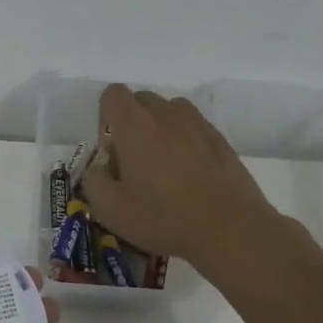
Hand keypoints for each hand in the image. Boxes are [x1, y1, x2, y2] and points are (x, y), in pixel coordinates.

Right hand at [78, 85, 282, 281]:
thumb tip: (102, 167)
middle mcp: (165, 114)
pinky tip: (189, 175)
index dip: (105, 118)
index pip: (113, 94)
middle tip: (134, 163)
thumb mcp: (110, 209)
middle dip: (131, 123)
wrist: (229, 228)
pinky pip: (192, 127)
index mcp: (134, 125)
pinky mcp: (219, 138)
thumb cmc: (163, 217)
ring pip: (169, 111)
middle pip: (141, 100)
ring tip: (164, 166)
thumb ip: (93, 180)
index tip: (112, 151)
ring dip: (159, 129)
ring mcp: (197, 123)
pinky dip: (184, 140)